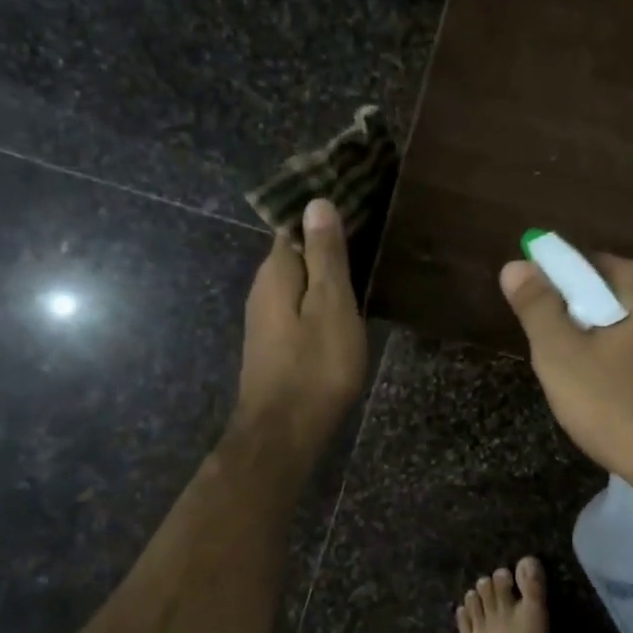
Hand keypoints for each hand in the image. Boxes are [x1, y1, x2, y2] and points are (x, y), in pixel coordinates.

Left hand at [232, 199, 367, 454]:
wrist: (284, 433)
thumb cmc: (315, 367)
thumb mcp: (331, 305)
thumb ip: (325, 255)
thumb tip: (315, 202)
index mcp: (276, 272)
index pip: (293, 225)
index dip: (320, 213)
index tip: (354, 200)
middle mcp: (263, 288)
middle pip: (295, 253)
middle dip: (324, 241)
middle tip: (369, 230)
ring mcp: (265, 318)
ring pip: (297, 281)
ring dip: (324, 272)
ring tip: (363, 262)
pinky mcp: (274, 343)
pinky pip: (298, 305)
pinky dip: (319, 298)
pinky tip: (343, 304)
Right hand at [498, 253, 632, 497]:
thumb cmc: (621, 410)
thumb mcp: (562, 358)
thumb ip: (537, 307)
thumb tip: (516, 265)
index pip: (587, 265)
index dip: (557, 291)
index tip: (544, 327)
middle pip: (617, 294)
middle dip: (587, 319)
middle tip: (565, 363)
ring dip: (617, 342)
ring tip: (598, 387)